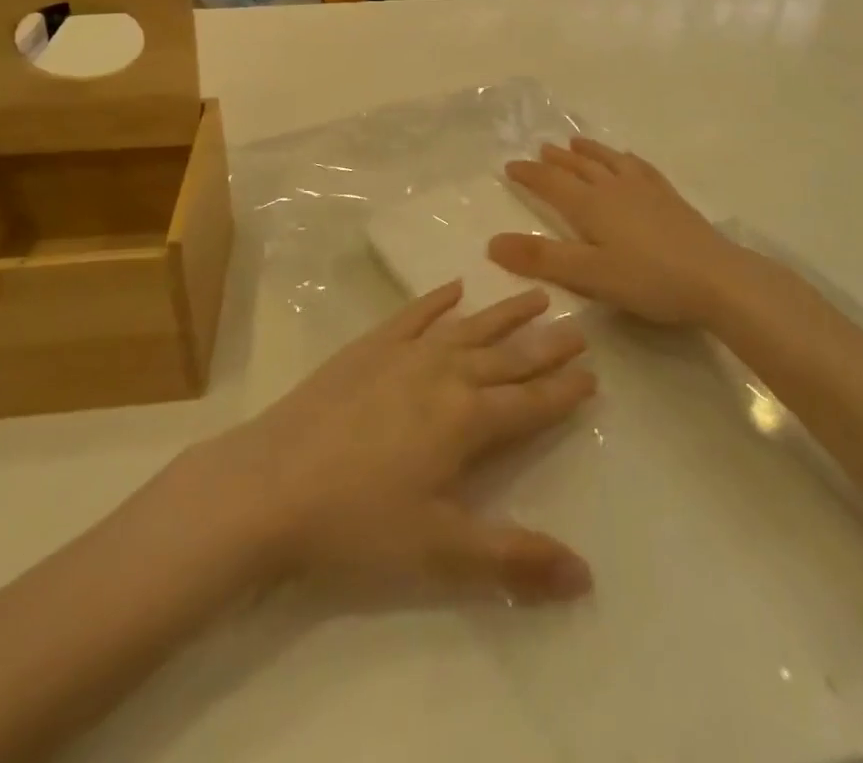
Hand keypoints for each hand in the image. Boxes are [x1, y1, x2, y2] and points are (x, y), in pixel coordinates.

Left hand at [190, 283, 596, 603]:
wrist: (269, 485)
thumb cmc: (357, 525)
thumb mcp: (440, 552)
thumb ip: (514, 559)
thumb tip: (587, 576)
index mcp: (466, 421)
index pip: (530, 402)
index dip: (564, 390)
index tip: (593, 373)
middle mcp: (444, 375)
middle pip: (507, 357)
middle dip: (546, 344)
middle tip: (578, 325)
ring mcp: (404, 354)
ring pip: (468, 328)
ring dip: (503, 313)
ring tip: (536, 295)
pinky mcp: (368, 347)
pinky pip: (413, 315)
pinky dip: (436, 300)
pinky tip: (453, 287)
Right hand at [488, 137, 750, 326]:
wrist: (716, 278)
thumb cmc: (648, 279)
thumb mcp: (589, 275)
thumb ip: (541, 259)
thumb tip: (492, 242)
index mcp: (591, 205)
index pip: (551, 183)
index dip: (529, 174)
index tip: (510, 165)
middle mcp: (614, 188)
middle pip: (579, 167)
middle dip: (556, 159)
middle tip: (541, 149)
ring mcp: (645, 189)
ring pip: (609, 161)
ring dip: (589, 152)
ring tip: (576, 143)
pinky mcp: (669, 197)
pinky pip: (640, 167)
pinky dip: (625, 159)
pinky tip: (628, 159)